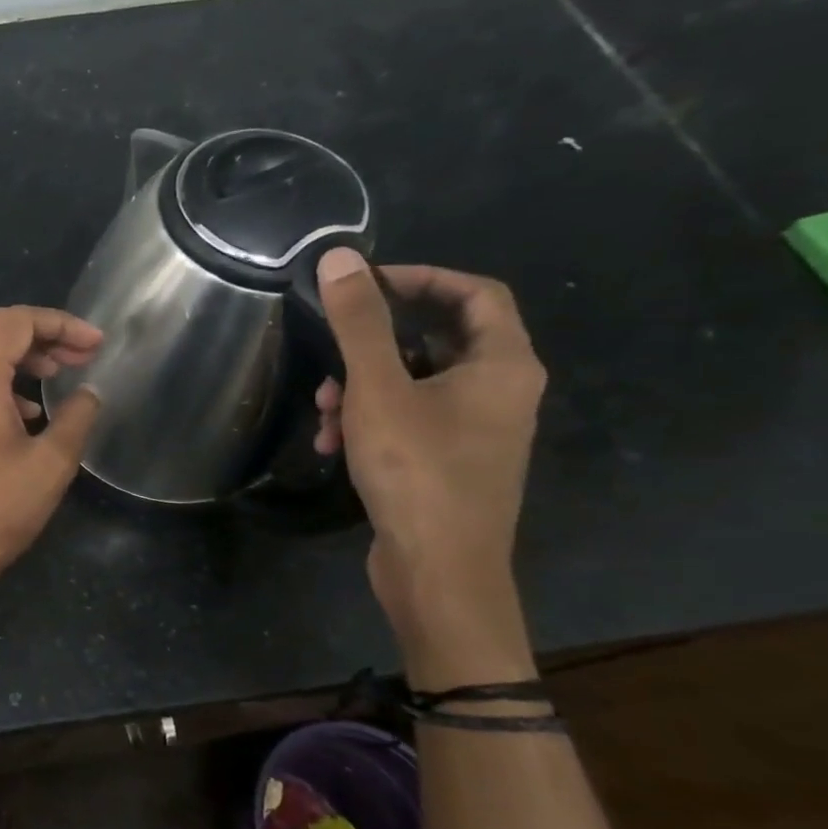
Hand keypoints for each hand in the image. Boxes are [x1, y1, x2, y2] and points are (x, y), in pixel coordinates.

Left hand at [0, 306, 101, 595]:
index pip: (15, 322)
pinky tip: (24, 413)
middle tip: (77, 357)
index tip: (94, 344)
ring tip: (54, 377)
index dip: (60, 323)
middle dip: (39, 335)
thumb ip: (76, 418)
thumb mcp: (52, 464)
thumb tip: (89, 394)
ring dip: (16, 356)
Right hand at [313, 250, 545, 635]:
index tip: (363, 284)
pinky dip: (371, 420)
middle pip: (437, 339)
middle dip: (373, 345)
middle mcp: (501, 392)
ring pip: (415, 383)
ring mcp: (476, 430)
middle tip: (331, 353)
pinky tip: (334, 443)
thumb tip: (339, 258)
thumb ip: (359, 323)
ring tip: (324, 411)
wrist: (440, 570)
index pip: (476, 293)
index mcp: (503, 365)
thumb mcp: (378, 389)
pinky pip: (409, 418)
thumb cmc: (417, 470)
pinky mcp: (450, 460)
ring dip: (363, 387)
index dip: (421, 278)